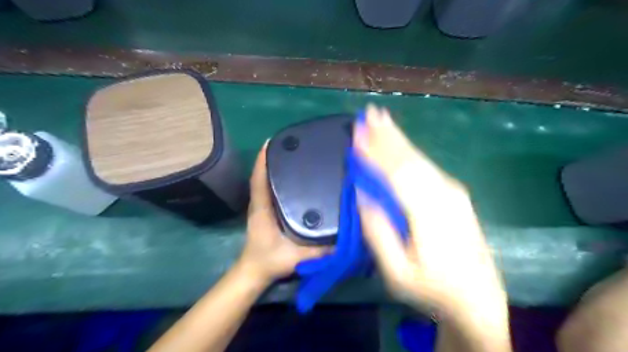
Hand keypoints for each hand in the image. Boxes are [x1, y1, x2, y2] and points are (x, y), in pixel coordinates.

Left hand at [234, 142, 325, 284]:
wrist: (255, 272)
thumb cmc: (271, 261)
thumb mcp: (297, 256)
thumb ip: (321, 250)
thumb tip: (344, 236)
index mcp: (263, 208)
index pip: (259, 179)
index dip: (263, 160)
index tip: (273, 142)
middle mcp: (260, 203)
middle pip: (262, 175)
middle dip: (273, 158)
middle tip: (292, 145)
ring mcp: (261, 206)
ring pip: (265, 181)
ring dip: (274, 167)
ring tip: (293, 155)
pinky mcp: (266, 211)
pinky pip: (269, 189)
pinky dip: (275, 179)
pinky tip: (291, 176)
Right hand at [353, 103, 502, 315]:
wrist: (477, 299)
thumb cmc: (431, 288)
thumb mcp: (396, 271)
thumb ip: (378, 231)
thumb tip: (362, 194)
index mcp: (428, 213)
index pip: (396, 173)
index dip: (375, 151)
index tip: (357, 132)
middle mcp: (444, 194)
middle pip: (410, 158)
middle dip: (387, 134)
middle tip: (368, 113)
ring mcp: (452, 192)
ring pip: (419, 158)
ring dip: (397, 138)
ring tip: (380, 119)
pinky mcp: (455, 194)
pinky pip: (426, 166)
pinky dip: (408, 151)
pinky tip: (399, 142)